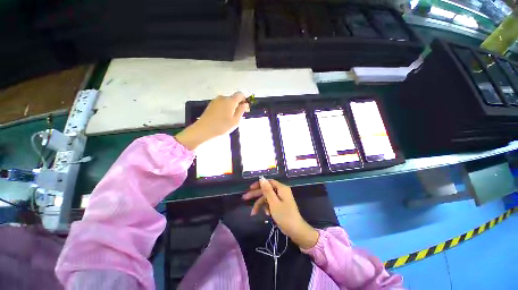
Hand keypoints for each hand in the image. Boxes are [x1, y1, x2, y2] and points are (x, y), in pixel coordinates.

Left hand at [175, 92, 248, 149]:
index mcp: (230, 101)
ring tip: (229, 119)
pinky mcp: (211, 104)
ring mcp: (216, 100)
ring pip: (227, 102)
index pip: (240, 94)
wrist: (203, 129)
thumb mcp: (235, 120)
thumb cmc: (222, 126)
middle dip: (237, 105)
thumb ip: (241, 110)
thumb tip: (245, 104)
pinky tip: (222, 118)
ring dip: (230, 107)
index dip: (244, 100)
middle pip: (233, 98)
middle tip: (237, 116)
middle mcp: (223, 97)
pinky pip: (221, 104)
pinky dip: (224, 109)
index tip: (244, 109)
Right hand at [242, 178, 318, 248]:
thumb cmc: (284, 216)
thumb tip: (262, 178)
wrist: (296, 230)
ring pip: (267, 198)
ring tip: (253, 213)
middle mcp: (281, 191)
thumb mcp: (273, 203)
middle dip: (256, 195)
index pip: (268, 182)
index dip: (259, 184)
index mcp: (281, 188)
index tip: (250, 188)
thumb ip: (267, 190)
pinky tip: (266, 214)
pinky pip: (271, 203)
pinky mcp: (280, 205)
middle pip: (266, 190)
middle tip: (245, 198)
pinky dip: (267, 208)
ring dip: (260, 204)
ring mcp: (281, 198)